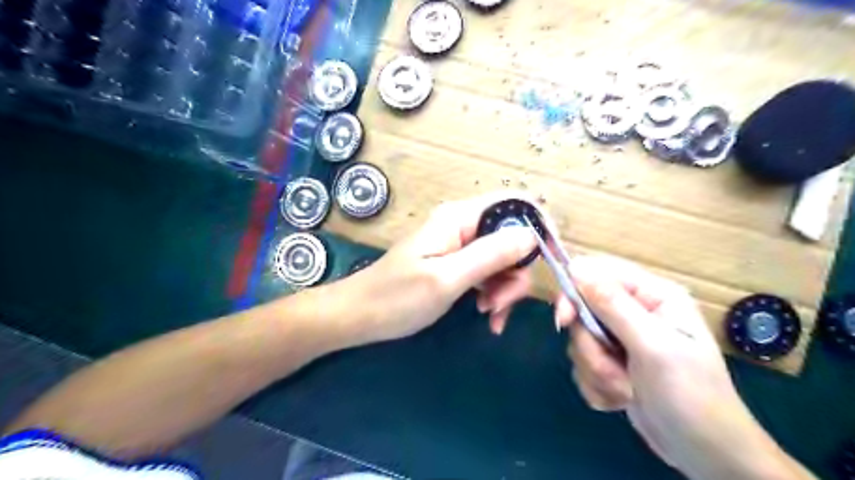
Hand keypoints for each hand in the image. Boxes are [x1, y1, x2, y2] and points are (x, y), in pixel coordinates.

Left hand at [340, 191, 532, 343]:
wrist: (360, 316)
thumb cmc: (397, 297)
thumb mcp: (447, 278)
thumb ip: (490, 255)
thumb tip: (531, 236)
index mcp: (460, 217)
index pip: (515, 204)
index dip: (539, 227)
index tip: (552, 261)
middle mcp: (463, 225)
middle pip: (512, 237)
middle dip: (516, 273)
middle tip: (499, 305)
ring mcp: (460, 245)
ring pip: (504, 259)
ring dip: (505, 289)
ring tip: (490, 315)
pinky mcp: (457, 263)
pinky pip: (489, 273)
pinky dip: (495, 294)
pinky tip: (488, 317)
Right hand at [559, 258, 809, 479]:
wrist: (705, 454)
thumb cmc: (690, 395)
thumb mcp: (653, 347)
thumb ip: (613, 305)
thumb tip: (576, 268)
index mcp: (651, 295)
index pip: (596, 273)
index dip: (574, 293)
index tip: (564, 321)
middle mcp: (634, 311)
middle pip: (582, 311)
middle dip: (591, 347)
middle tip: (610, 370)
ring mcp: (621, 338)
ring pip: (580, 341)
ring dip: (596, 371)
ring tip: (625, 390)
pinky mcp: (612, 363)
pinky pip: (583, 364)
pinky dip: (596, 385)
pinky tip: (621, 399)